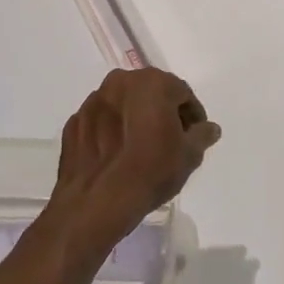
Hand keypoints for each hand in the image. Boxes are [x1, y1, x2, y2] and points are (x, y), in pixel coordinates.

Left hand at [46, 68, 220, 252]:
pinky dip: (112, 131)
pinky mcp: (73, 122)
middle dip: (163, 112)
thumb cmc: (150, 172)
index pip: (182, 93)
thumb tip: (209, 128)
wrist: (96, 202)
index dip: (192, 115)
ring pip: (123, 105)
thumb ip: (202, 135)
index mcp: (152, 83)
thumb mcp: (189, 156)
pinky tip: (117, 156)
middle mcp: (120, 82)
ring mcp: (93, 101)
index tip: (195, 136)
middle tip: (170, 140)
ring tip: (141, 149)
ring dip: (135, 119)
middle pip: (150, 93)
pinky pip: (101, 121)